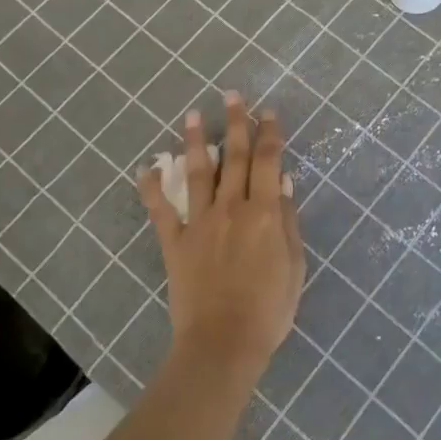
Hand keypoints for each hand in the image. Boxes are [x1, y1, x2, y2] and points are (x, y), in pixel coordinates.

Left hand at [139, 93, 304, 383]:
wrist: (223, 344)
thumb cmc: (269, 309)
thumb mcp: (294, 264)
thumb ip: (288, 220)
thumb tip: (283, 182)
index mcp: (264, 212)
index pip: (267, 161)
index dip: (269, 133)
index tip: (269, 112)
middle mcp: (232, 207)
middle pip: (234, 156)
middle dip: (235, 123)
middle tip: (232, 95)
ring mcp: (200, 222)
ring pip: (198, 172)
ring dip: (196, 141)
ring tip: (192, 114)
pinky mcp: (175, 242)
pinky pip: (161, 210)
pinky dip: (152, 187)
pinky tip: (147, 167)